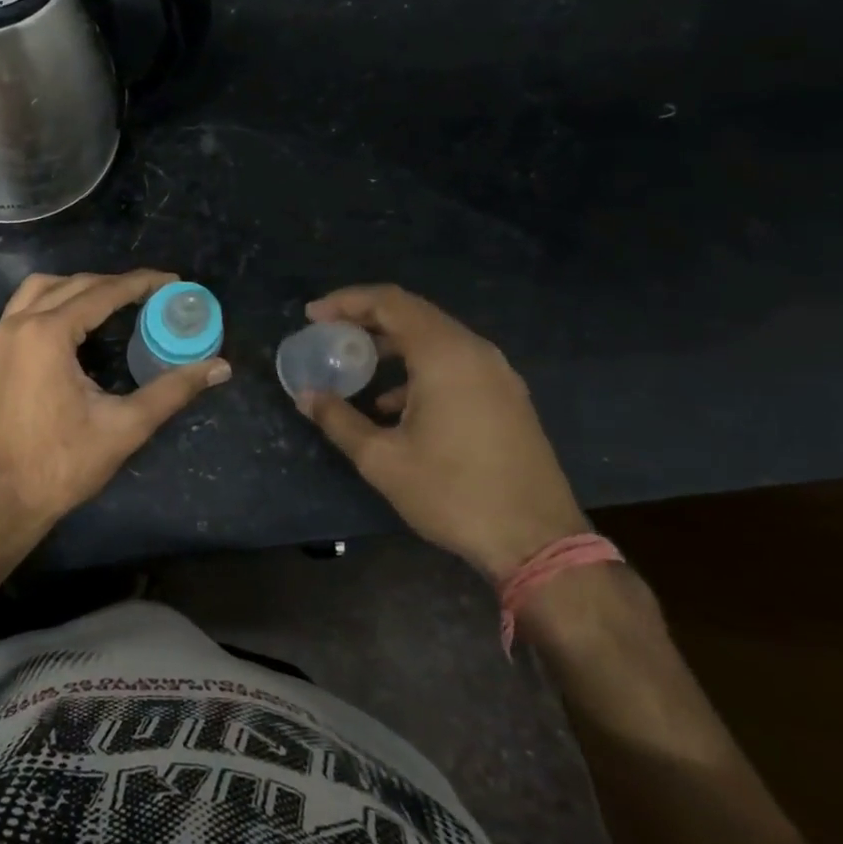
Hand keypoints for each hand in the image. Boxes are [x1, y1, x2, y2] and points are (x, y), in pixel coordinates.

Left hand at [0, 270, 230, 532]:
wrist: (0, 500)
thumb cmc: (62, 464)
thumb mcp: (125, 426)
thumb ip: (173, 390)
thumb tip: (219, 367)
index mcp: (47, 334)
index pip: (102, 293)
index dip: (140, 284)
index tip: (172, 281)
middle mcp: (17, 325)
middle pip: (71, 285)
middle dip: (112, 284)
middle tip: (150, 294)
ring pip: (38, 290)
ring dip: (76, 288)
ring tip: (112, 303)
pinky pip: (20, 310)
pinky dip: (50, 304)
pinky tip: (72, 327)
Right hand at [295, 285, 587, 581]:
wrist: (537, 542)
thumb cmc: (452, 493)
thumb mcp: (382, 459)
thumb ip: (338, 419)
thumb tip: (305, 396)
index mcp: (444, 355)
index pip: (389, 302)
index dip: (346, 301)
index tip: (313, 316)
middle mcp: (475, 352)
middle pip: (413, 314)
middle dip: (366, 319)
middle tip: (329, 332)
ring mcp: (498, 374)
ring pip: (435, 338)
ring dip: (392, 343)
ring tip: (357, 363)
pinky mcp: (507, 397)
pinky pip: (455, 363)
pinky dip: (418, 366)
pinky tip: (394, 404)